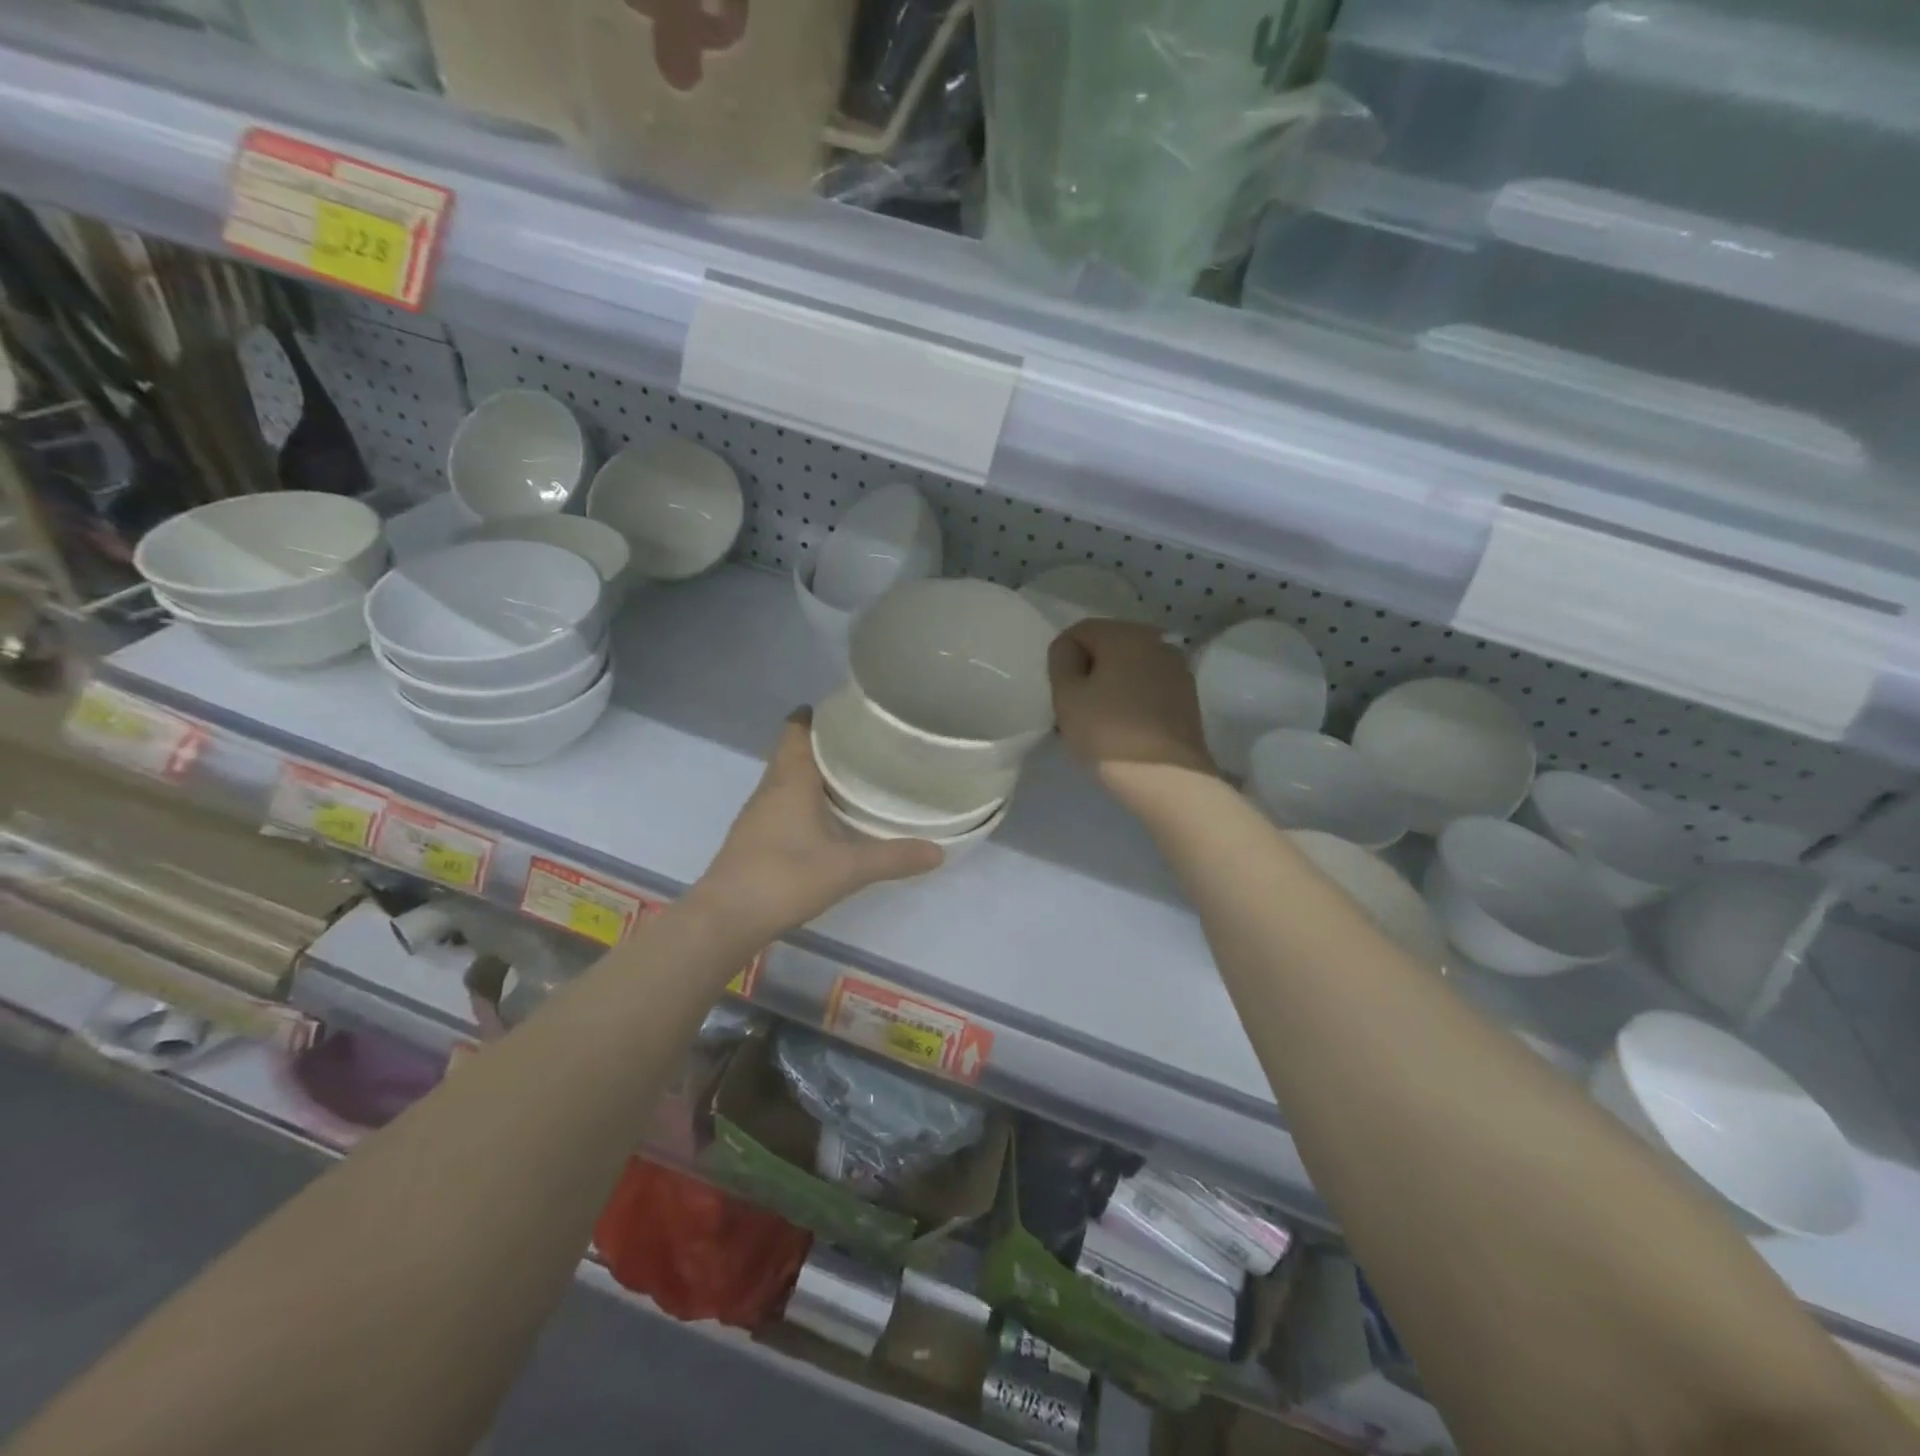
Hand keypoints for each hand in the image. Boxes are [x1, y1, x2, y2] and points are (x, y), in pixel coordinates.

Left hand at [694, 710, 943, 941]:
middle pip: (795, 750)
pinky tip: (829, 816)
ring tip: (855, 775)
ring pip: (788, 777)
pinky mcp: (755, 836)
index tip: (851, 712)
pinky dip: (806, 798)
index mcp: (790, 779)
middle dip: (826, 743)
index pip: (798, 728)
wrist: (726, 919)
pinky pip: (784, 801)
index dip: (820, 715)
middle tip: (867, 743)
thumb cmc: (785, 878)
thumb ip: (893, 857)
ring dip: (816, 771)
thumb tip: (939, 851)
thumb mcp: (847, 868)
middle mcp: (771, 787)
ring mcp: (759, 812)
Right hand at [1049, 620, 1216, 810]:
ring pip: (1129, 668)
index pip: (1079, 631)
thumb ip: (1061, 661)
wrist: (1168, 780)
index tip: (1060, 693)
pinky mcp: (1187, 697)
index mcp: (1126, 634)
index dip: (1062, 659)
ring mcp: (1177, 669)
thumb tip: (1070, 650)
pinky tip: (1123, 728)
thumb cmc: (1108, 733)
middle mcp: (1156, 641)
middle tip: (1075, 709)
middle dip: (1088, 671)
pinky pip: (1148, 687)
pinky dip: (1131, 699)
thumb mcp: (1067, 696)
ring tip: (1099, 721)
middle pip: (1108, 647)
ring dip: (1110, 685)